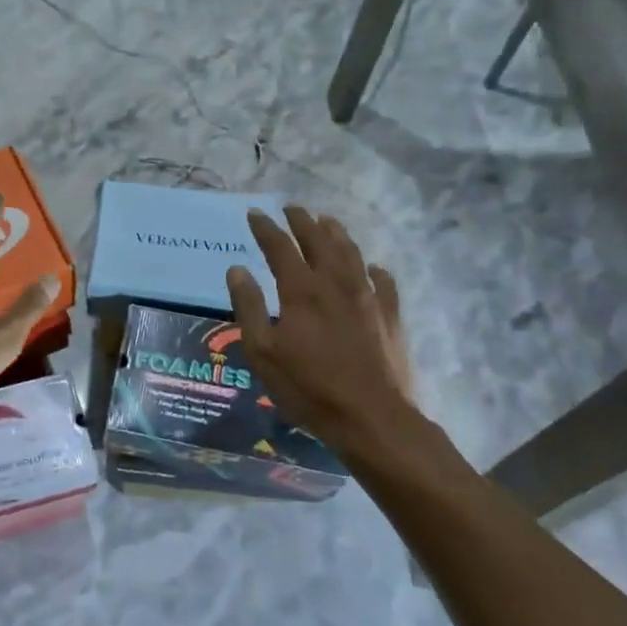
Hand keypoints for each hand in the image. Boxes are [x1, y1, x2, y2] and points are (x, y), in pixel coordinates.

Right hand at [225, 206, 456, 474]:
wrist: (371, 418)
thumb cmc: (308, 387)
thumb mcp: (262, 352)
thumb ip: (249, 306)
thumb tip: (237, 269)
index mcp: (301, 290)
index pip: (280, 247)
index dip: (266, 228)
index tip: (255, 213)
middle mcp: (335, 283)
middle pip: (318, 240)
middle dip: (302, 221)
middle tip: (292, 207)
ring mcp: (367, 297)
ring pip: (351, 253)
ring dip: (337, 233)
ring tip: (327, 221)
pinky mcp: (390, 316)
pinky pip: (383, 282)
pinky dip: (374, 269)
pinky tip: (372, 267)